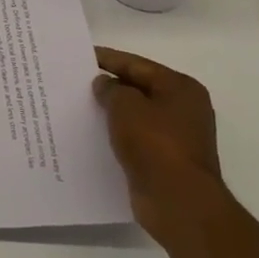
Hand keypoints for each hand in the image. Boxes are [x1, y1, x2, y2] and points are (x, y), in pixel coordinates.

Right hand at [93, 48, 226, 246]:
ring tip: (78, 107)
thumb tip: (105, 84)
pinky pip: (135, 139)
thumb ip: (111, 89)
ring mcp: (176, 137)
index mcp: (181, 88)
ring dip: (111, 112)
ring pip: (135, 115)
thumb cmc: (155, 144)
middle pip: (138, 88)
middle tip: (74, 81)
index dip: (107, 59)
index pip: (137, 65)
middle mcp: (183, 109)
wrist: (178, 202)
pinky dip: (116, 135)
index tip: (80, 55)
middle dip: (109, 86)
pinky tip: (92, 135)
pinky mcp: (165, 161)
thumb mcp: (126, 106)